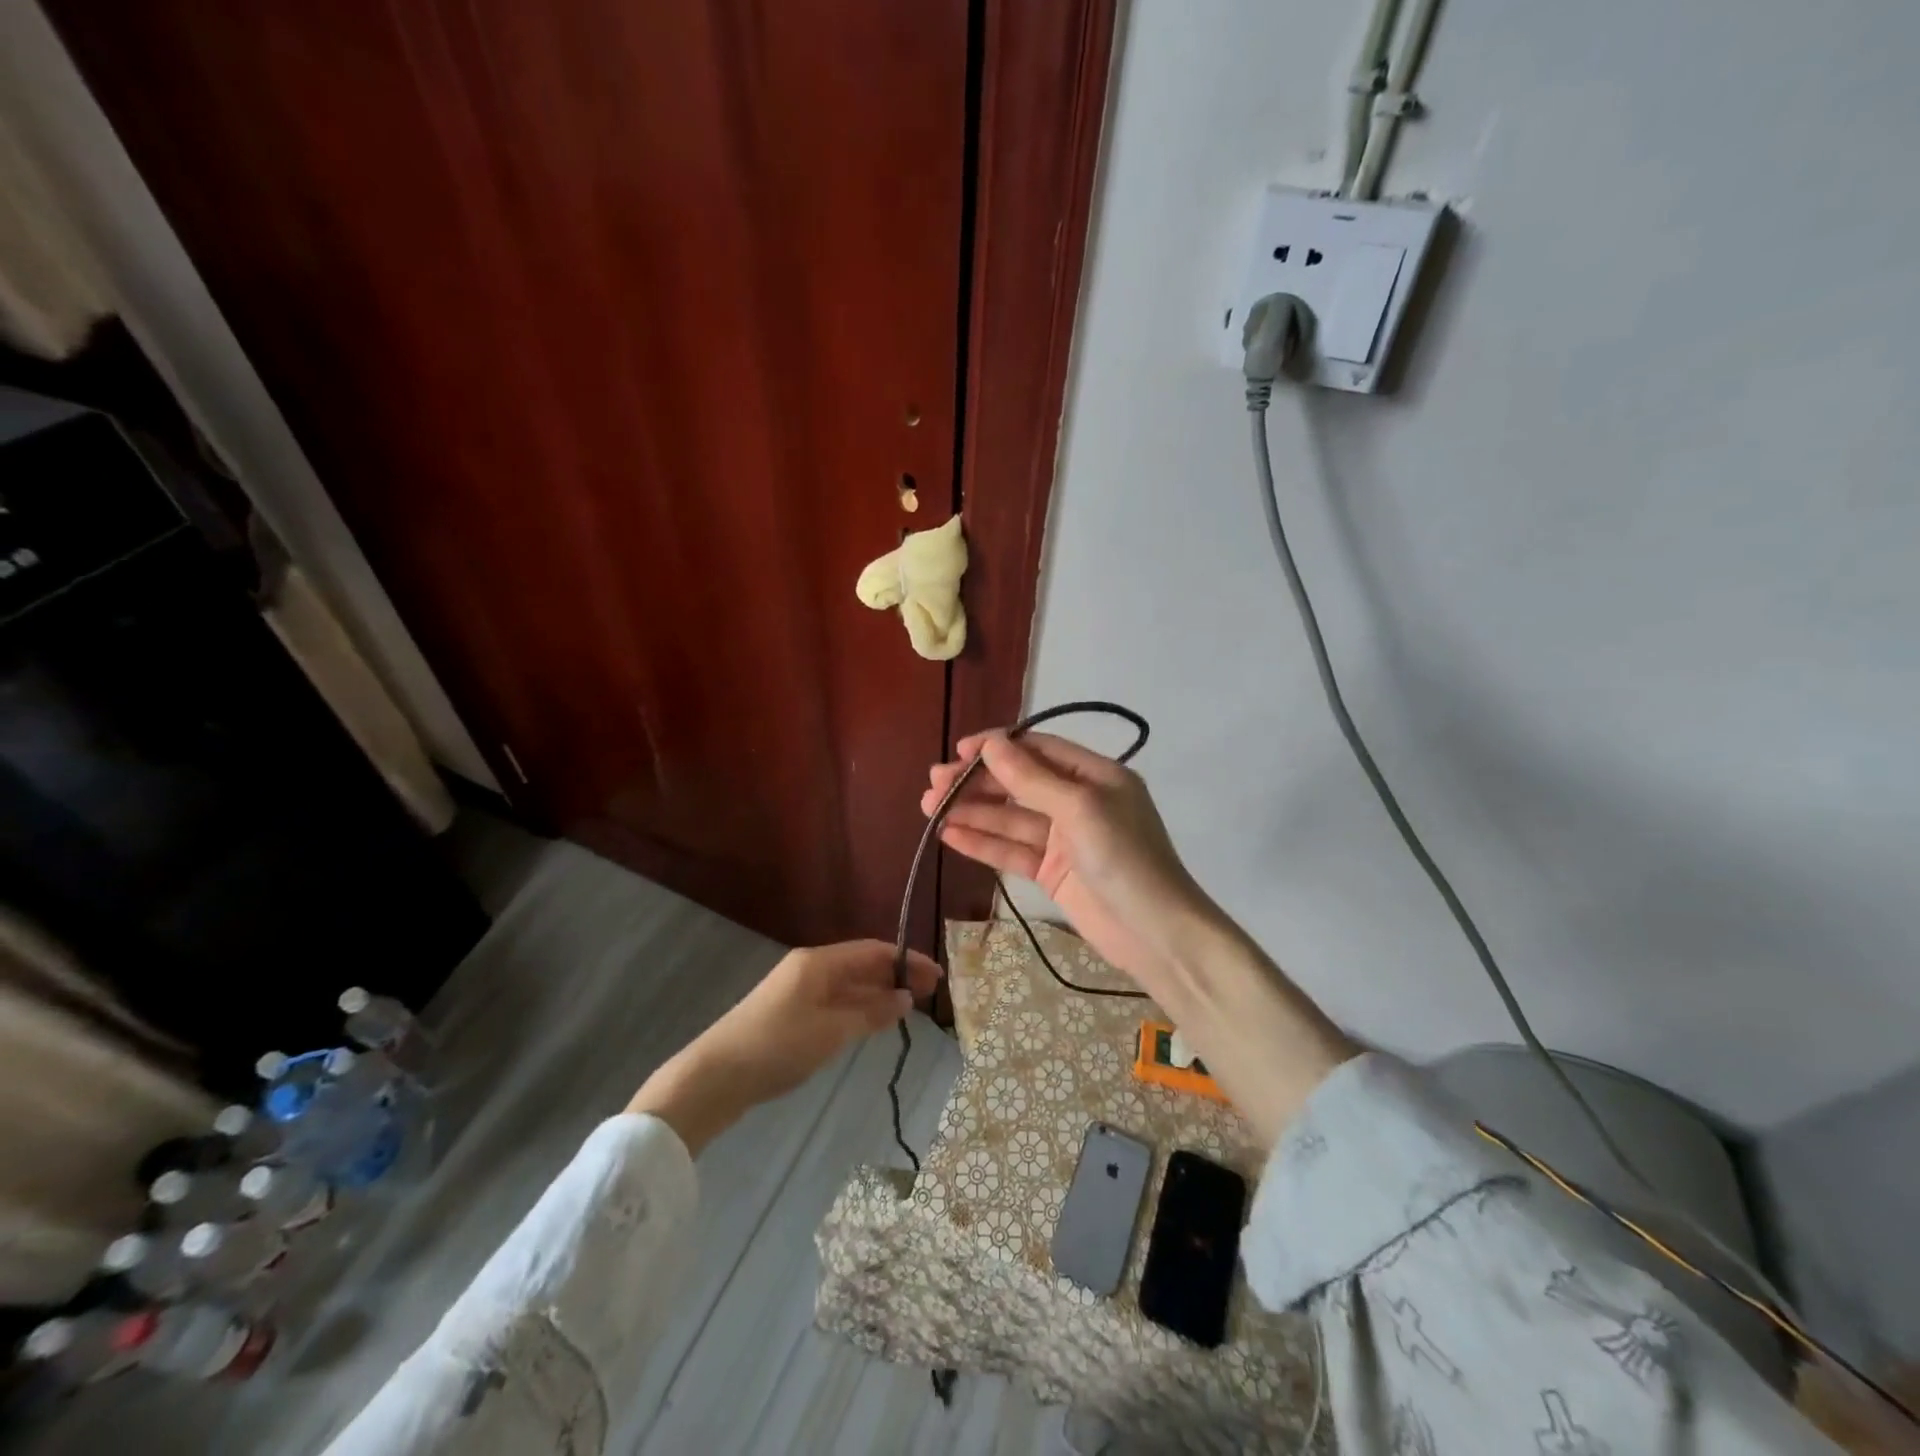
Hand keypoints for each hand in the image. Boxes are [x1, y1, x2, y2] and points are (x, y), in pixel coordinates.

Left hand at [628, 942, 940, 1153]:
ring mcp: (797, 991)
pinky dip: (858, 1007)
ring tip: (909, 1007)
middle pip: (861, 965)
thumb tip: (905, 998)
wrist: (716, 1076)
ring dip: (878, 993)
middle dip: (896, 975)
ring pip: (848, 985)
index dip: (907, 961)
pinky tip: (872, 1021)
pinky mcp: (789, 1014)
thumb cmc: (778, 1046)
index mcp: (819, 962)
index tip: (937, 976)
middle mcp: (809, 968)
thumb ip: (871, 1013)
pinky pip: (834, 1001)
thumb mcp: (832, 1031)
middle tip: (930, 993)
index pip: (873, 951)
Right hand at [928, 730, 1356, 1146]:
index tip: (958, 750)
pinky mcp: (1053, 873)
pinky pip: (1013, 851)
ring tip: (929, 808)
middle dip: (977, 782)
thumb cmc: (1124, 859)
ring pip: (1011, 819)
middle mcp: (1078, 802)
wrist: (1157, 935)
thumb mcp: (1080, 809)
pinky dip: (984, 843)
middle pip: (1019, 784)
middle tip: (933, 784)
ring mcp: (1065, 839)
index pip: (1038, 750)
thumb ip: (1032, 779)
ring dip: (973, 812)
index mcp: (1095, 776)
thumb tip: (991, 744)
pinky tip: (951, 835)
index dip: (997, 747)